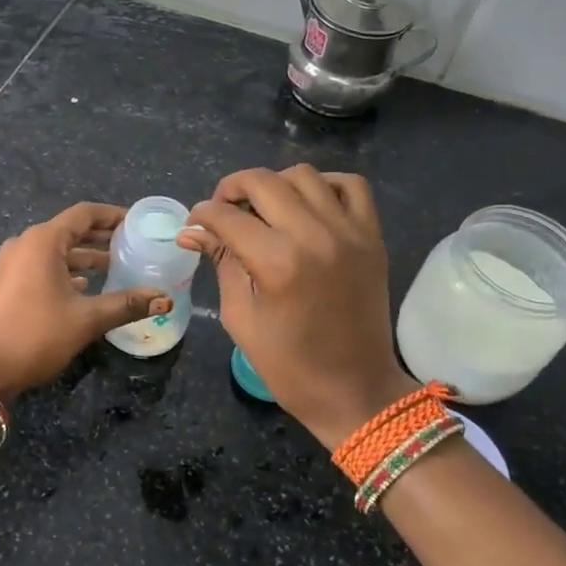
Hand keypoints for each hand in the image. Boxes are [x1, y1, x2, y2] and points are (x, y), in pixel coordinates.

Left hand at [0, 202, 169, 399]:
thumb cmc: (34, 335)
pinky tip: (85, 287)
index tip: (137, 222)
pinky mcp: (5, 284)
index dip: (113, 215)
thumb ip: (126, 304)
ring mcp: (11, 264)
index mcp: (43, 241)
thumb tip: (164, 298)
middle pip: (69, 230)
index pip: (84, 214)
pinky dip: (65, 270)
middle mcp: (25, 244)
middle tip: (132, 244)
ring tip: (115, 266)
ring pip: (55, 251)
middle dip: (101, 237)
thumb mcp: (86, 319)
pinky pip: (42, 266)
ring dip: (84, 256)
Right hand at [179, 166, 416, 448]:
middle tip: (222, 210)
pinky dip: (325, 184)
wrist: (356, 390)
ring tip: (264, 207)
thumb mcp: (241, 319)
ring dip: (275, 183)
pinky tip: (308, 204)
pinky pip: (351, 185)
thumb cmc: (290, 367)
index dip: (202, 215)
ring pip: (304, 174)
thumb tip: (193, 232)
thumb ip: (222, 264)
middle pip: (263, 181)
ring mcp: (349, 232)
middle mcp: (314, 236)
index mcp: (277, 263)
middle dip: (232, 189)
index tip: (195, 224)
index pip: (228, 216)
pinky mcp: (372, 236)